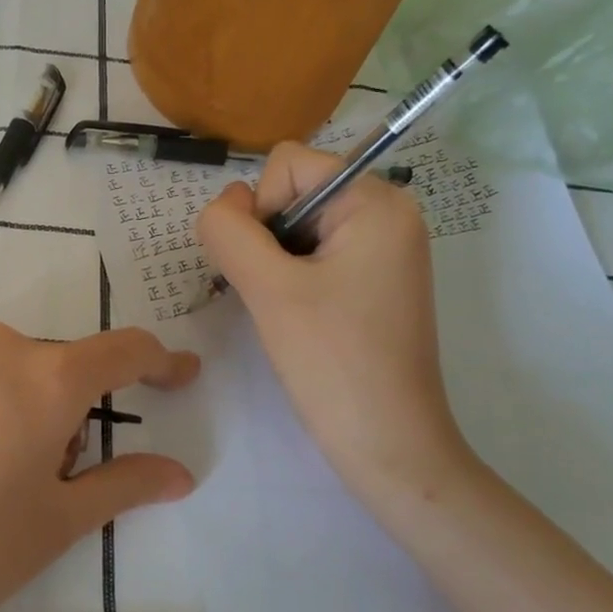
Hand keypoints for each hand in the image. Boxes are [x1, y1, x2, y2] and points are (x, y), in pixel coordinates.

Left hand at [0, 324, 199, 611]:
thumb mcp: (55, 526)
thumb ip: (125, 485)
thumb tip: (180, 473)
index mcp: (49, 379)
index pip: (125, 350)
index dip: (160, 361)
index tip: (179, 375)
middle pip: (54, 367)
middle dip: (63, 411)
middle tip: (37, 478)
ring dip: (7, 405)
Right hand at [197, 143, 477, 519]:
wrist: (389, 447)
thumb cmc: (333, 364)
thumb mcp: (269, 289)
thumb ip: (229, 231)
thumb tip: (222, 206)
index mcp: (377, 202)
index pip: (289, 165)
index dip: (262, 210)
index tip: (270, 270)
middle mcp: (388, 214)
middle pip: (295, 192)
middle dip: (268, 237)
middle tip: (275, 296)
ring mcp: (384, 249)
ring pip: (298, 226)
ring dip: (274, 261)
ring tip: (286, 312)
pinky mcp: (375, 281)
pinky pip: (316, 254)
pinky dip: (291, 278)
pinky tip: (296, 318)